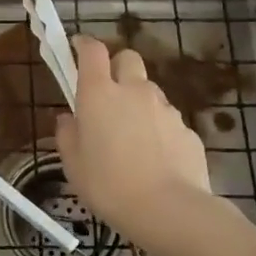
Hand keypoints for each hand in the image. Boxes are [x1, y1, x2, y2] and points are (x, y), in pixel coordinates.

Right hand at [56, 34, 211, 246]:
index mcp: (99, 93)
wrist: (169, 210)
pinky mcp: (187, 130)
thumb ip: (67, 134)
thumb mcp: (73, 164)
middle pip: (128, 58)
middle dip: (117, 67)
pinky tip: (155, 158)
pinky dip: (159, 129)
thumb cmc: (108, 185)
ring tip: (132, 135)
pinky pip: (168, 120)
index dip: (84, 45)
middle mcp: (134, 91)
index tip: (77, 48)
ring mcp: (165, 109)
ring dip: (138, 102)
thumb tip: (68, 118)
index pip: (92, 51)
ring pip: (149, 91)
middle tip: (107, 93)